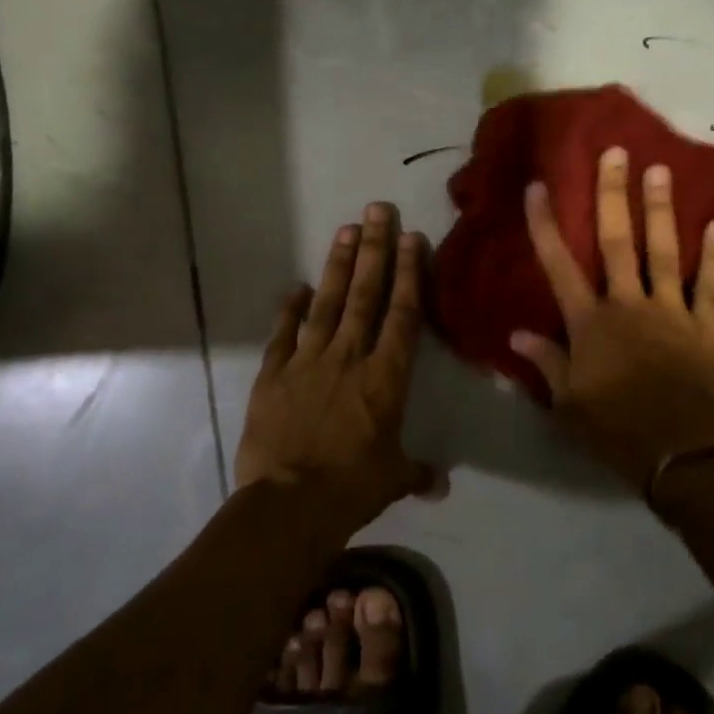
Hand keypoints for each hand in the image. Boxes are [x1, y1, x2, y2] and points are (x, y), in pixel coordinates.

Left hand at [236, 202, 434, 530]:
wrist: (290, 503)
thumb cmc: (352, 487)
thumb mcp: (392, 479)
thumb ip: (416, 472)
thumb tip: (441, 485)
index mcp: (386, 377)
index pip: (403, 314)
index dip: (409, 274)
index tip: (412, 238)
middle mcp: (349, 357)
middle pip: (366, 294)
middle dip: (375, 249)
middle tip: (377, 210)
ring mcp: (308, 361)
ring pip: (328, 303)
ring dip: (339, 265)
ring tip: (347, 230)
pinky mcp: (273, 374)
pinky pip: (283, 333)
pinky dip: (290, 309)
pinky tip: (297, 287)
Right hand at [511, 148, 713, 492]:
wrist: (681, 455)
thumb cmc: (616, 429)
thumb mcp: (568, 403)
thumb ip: (546, 362)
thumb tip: (517, 334)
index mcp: (589, 323)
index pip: (559, 265)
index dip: (545, 225)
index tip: (538, 186)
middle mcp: (628, 304)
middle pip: (616, 242)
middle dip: (612, 195)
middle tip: (615, 153)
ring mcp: (670, 311)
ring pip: (663, 251)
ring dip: (659, 210)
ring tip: (660, 170)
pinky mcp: (704, 326)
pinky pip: (711, 285)